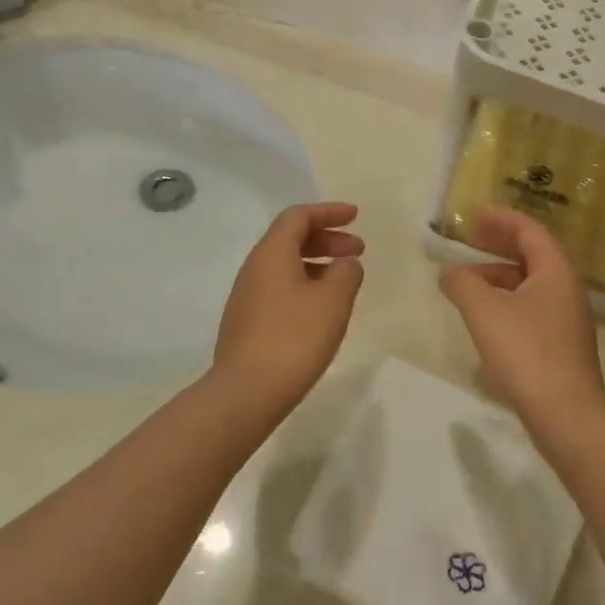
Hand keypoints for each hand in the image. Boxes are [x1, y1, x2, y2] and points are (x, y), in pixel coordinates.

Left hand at [211, 202, 364, 419]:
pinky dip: (305, 284)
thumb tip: (346, 263)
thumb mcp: (333, 301)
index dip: (328, 212)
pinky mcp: (247, 321)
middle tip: (358, 250)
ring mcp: (247, 296)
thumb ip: (346, 273)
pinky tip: (322, 308)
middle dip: (327, 239)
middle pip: (291, 238)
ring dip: (317, 263)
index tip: (355, 216)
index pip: (299, 217)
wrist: (246, 392)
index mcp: (272, 253)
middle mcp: (254, 267)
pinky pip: (279, 287)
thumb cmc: (294, 338)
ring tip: (345, 280)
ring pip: (285, 265)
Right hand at [439, 208, 604, 437]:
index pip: (529, 230)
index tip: (474, 214)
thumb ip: (463, 284)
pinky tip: (483, 319)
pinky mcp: (560, 346)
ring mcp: (566, 320)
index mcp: (556, 271)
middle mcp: (567, 289)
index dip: (501, 219)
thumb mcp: (484, 311)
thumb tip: (451, 273)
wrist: (567, 417)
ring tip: (466, 283)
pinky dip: (505, 302)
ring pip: (529, 285)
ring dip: (498, 277)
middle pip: (532, 255)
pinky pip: (530, 309)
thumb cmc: (527, 353)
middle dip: (499, 245)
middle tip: (470, 239)